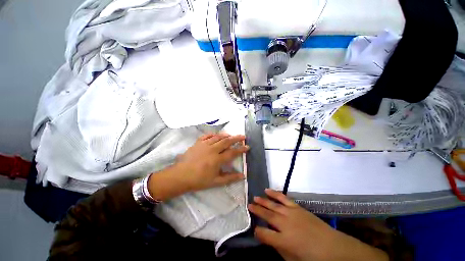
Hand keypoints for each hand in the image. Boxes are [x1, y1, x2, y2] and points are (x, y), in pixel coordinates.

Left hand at [176, 133, 248, 190]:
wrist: (181, 176)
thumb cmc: (199, 180)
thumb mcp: (216, 182)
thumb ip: (230, 178)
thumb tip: (242, 176)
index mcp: (217, 159)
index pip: (232, 152)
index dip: (241, 149)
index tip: (247, 147)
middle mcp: (212, 150)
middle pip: (227, 141)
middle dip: (236, 138)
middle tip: (243, 136)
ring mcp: (204, 145)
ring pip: (218, 137)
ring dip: (226, 135)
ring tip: (232, 135)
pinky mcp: (198, 143)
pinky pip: (207, 135)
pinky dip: (213, 134)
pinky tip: (217, 135)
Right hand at [248, 189, 388, 260]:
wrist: (332, 246)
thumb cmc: (312, 258)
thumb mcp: (292, 259)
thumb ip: (278, 248)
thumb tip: (268, 238)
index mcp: (283, 240)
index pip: (263, 234)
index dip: (257, 231)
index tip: (254, 229)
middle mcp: (285, 224)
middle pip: (267, 215)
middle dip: (256, 210)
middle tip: (249, 205)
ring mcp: (291, 213)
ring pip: (273, 205)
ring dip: (263, 200)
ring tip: (255, 197)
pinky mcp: (296, 207)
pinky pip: (283, 198)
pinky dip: (275, 194)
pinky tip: (268, 190)